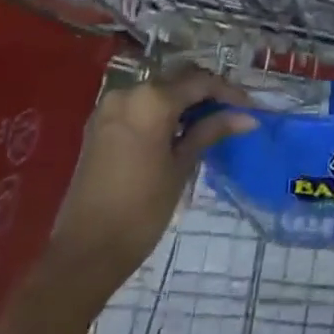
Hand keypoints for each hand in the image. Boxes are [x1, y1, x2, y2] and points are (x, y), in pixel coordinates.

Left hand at [49, 68, 255, 296]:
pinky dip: (161, 111)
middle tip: (232, 113)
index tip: (250, 109)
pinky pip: (139, 104)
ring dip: (184, 101)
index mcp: (152, 99)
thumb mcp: (181, 168)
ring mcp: (110, 106)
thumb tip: (247, 117)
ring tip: (208, 123)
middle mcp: (129, 92)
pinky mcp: (99, 124)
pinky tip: (177, 130)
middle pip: (178, 80)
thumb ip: (210, 132)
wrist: (83, 254)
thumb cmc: (140, 211)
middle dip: (206, 93)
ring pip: (158, 90)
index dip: (229, 93)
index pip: (201, 83)